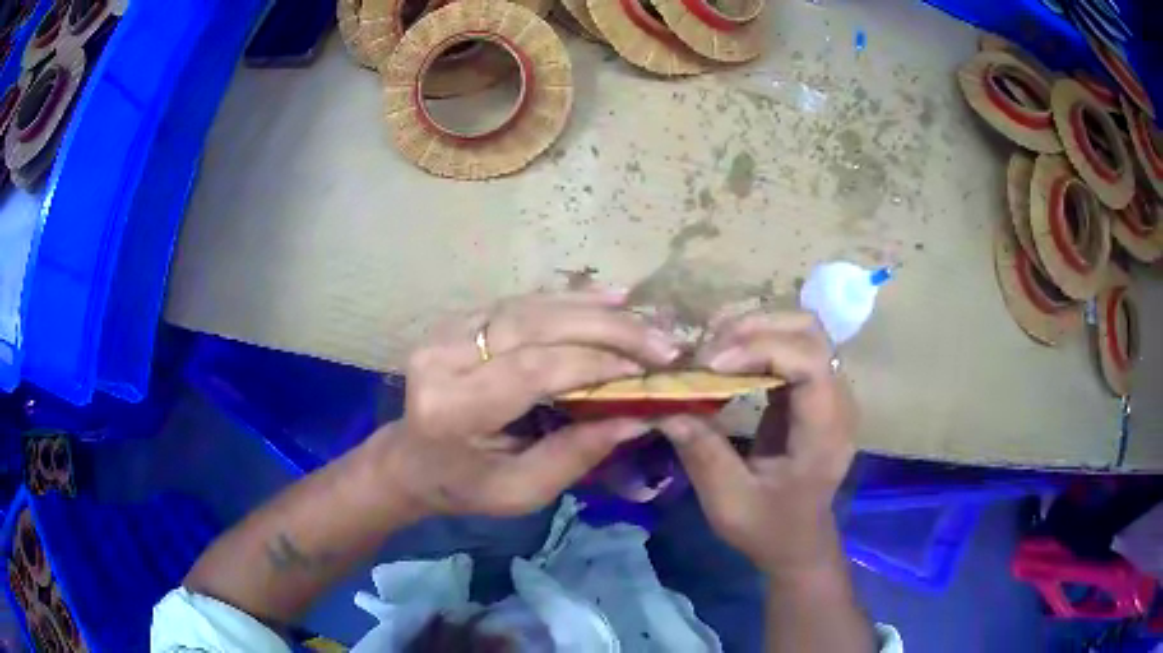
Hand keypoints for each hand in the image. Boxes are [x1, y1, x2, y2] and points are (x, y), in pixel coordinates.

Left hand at [380, 290, 680, 516]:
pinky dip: (567, 299)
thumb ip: (576, 454)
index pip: (531, 370)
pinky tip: (606, 297)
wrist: (412, 459)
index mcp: (452, 409)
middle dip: (605, 329)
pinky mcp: (458, 319)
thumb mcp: (522, 491)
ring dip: (591, 308)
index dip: (595, 363)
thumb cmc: (465, 486)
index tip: (649, 369)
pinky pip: (520, 302)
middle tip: (660, 340)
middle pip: (533, 326)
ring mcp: (445, 331)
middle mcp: (443, 358)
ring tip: (641, 312)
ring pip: (529, 306)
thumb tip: (639, 417)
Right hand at [658, 311, 856, 573]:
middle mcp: (837, 402)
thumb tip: (666, 405)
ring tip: (713, 347)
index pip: (810, 363)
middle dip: (757, 328)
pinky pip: (791, 348)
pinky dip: (758, 343)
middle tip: (708, 347)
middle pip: (811, 333)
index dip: (762, 350)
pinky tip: (727, 358)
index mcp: (824, 432)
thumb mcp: (729, 502)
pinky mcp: (813, 392)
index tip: (712, 365)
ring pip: (803, 332)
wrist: (798, 542)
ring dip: (756, 329)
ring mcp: (829, 393)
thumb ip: (702, 452)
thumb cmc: (769, 528)